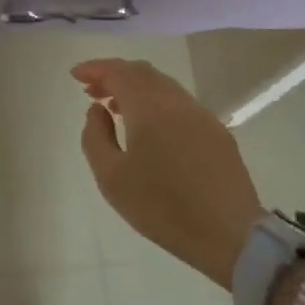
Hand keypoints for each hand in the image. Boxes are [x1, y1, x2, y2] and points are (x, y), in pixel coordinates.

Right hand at [71, 59, 264, 290]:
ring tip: (115, 107)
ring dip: (135, 88)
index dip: (95, 69)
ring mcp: (201, 115)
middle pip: (142, 72)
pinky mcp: (217, 132)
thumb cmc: (162, 208)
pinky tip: (149, 126)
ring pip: (163, 85)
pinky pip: (179, 103)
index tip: (75, 75)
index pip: (118, 72)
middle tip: (91, 90)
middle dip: (114, 74)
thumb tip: (98, 109)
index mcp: (149, 108)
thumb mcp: (111, 178)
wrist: (229, 235)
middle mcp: (177, 102)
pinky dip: (156, 102)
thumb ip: (95, 136)